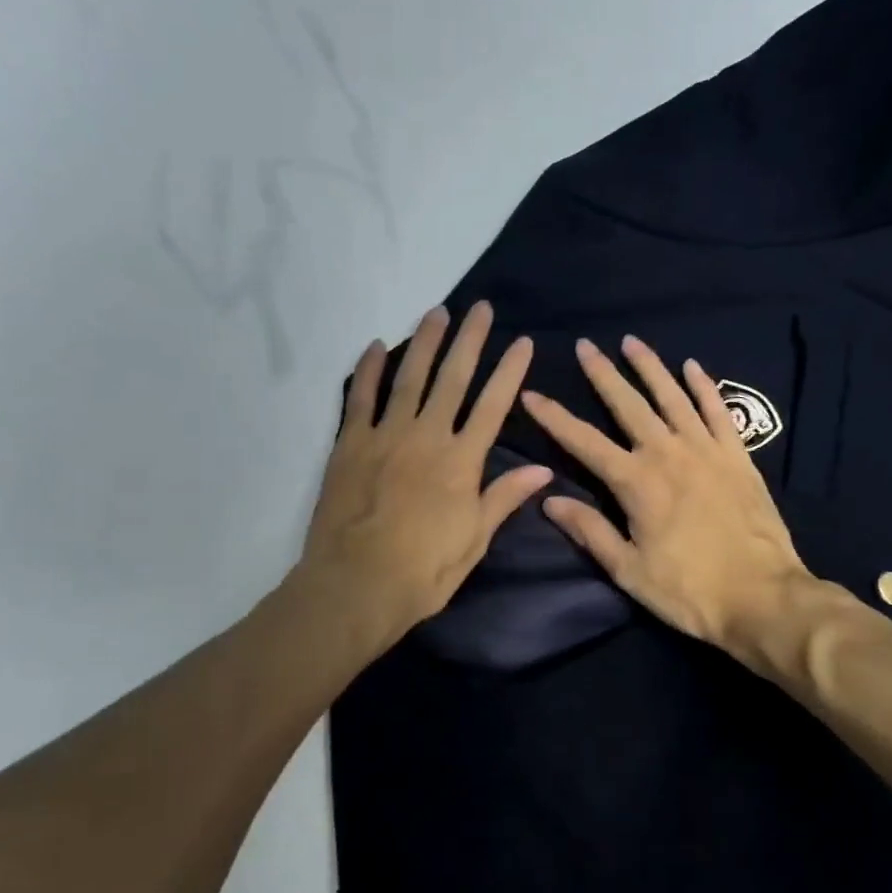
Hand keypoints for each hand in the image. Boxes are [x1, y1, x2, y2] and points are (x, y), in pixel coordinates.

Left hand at [301, 301, 552, 650]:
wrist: (356, 584)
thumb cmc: (423, 572)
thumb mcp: (474, 541)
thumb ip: (503, 498)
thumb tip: (543, 469)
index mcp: (461, 462)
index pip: (493, 406)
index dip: (510, 372)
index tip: (522, 342)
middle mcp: (426, 437)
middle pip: (452, 379)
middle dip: (469, 341)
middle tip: (479, 308)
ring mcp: (385, 436)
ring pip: (409, 378)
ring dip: (424, 343)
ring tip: (436, 312)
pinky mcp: (349, 444)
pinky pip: (360, 398)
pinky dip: (369, 370)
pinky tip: (377, 346)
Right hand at [521, 335, 863, 666]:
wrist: (762, 597)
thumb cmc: (688, 590)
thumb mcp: (628, 570)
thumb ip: (590, 531)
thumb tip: (548, 500)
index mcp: (636, 483)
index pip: (584, 442)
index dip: (555, 417)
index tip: (532, 394)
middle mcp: (668, 454)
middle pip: (628, 405)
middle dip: (603, 375)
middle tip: (585, 346)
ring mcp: (707, 451)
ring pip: (673, 397)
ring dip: (650, 368)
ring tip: (631, 342)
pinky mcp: (738, 457)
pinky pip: (718, 411)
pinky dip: (704, 387)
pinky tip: (692, 368)